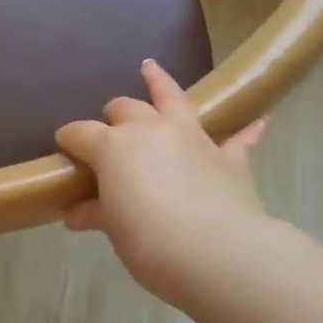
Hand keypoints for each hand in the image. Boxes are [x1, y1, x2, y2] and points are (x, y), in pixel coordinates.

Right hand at [56, 61, 268, 307]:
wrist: (219, 253)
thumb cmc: (151, 243)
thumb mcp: (115, 231)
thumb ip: (98, 213)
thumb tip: (76, 214)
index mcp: (113, 147)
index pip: (80, 133)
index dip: (69, 139)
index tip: (64, 148)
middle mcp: (150, 130)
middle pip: (124, 108)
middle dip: (113, 115)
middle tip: (110, 130)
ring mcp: (192, 138)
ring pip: (173, 98)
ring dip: (160, 83)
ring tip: (151, 68)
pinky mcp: (228, 157)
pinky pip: (238, 138)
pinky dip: (246, 130)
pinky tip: (258, 121)